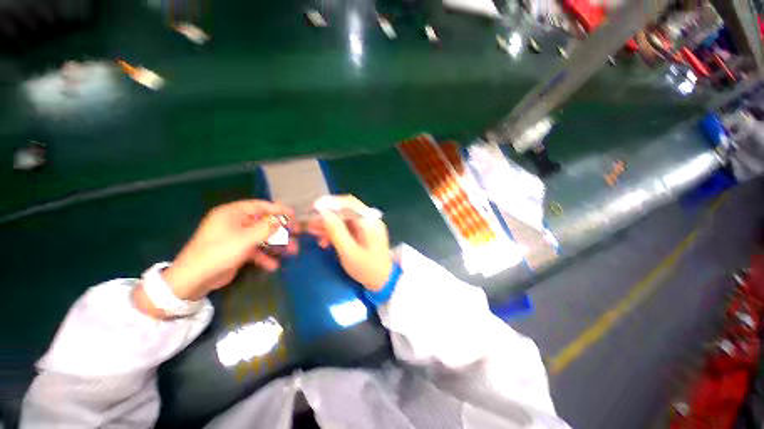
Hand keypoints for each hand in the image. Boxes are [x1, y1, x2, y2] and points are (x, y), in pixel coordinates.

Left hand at [162, 200, 296, 299]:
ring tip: (292, 251)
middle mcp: (235, 222)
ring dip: (277, 245)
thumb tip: (284, 219)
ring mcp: (236, 237)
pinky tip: (273, 265)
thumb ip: (268, 227)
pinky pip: (255, 250)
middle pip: (264, 222)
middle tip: (297, 234)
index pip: (260, 206)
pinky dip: (265, 256)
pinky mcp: (237, 251)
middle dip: (281, 230)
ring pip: (262, 237)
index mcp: (233, 213)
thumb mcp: (246, 238)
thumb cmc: (219, 252)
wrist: (193, 280)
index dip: (279, 210)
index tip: (295, 216)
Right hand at [307, 195, 391, 291]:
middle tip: (310, 222)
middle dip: (327, 214)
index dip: (330, 203)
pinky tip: (324, 239)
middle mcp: (370, 218)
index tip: (313, 208)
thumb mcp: (348, 252)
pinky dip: (335, 230)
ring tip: (312, 231)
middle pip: (346, 208)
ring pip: (345, 217)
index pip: (349, 203)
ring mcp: (368, 224)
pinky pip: (348, 225)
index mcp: (370, 222)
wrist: (383, 280)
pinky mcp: (365, 231)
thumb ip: (336, 231)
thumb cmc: (366, 268)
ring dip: (329, 222)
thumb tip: (323, 212)